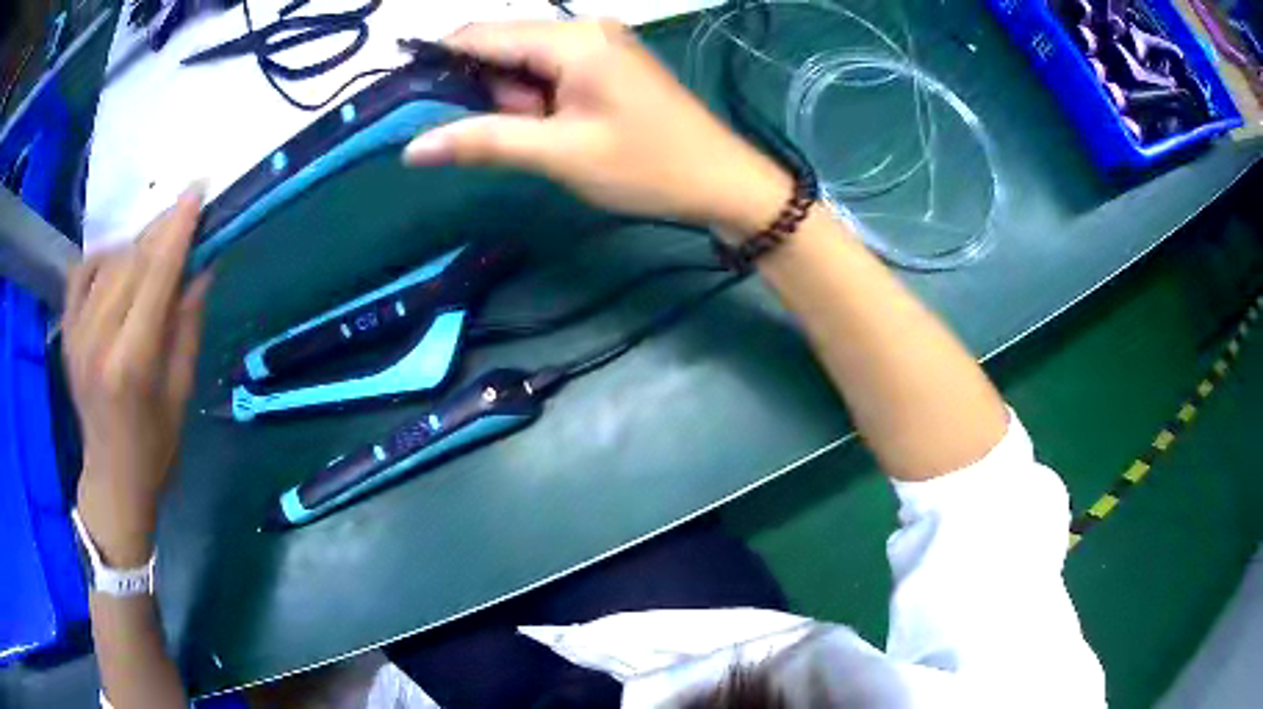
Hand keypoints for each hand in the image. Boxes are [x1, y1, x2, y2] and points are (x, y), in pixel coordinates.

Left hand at [64, 187, 211, 566]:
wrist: (112, 480)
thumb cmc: (155, 447)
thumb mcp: (181, 392)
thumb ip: (187, 324)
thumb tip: (202, 266)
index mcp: (132, 363)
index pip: (155, 277)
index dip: (177, 230)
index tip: (197, 192)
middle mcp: (98, 340)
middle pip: (131, 262)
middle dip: (161, 231)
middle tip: (186, 217)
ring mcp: (76, 334)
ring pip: (109, 262)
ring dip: (137, 246)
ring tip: (156, 251)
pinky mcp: (66, 332)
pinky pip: (82, 273)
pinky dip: (102, 257)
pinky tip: (117, 263)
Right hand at [403, 20, 793, 240]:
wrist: (721, 182)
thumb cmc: (646, 166)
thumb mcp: (559, 154)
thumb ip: (483, 141)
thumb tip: (413, 148)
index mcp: (572, 38)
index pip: (482, 34)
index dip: (439, 61)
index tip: (408, 99)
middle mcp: (583, 29)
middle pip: (503, 47)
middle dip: (488, 92)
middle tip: (506, 136)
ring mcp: (599, 44)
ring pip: (525, 64)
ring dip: (515, 102)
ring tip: (545, 140)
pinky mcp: (606, 65)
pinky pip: (551, 73)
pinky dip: (538, 102)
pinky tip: (556, 130)